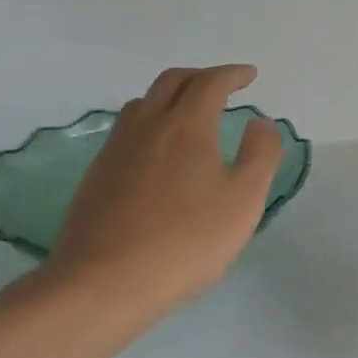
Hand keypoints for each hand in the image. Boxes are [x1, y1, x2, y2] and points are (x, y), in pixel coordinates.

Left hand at [39, 65, 283, 333]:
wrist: (104, 282)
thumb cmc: (186, 240)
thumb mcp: (244, 200)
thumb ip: (261, 154)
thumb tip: (261, 122)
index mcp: (186, 125)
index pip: (210, 83)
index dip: (233, 74)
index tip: (250, 76)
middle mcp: (147, 125)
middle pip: (172, 82)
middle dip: (201, 76)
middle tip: (223, 86)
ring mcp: (116, 149)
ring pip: (144, 103)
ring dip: (171, 96)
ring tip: (189, 114)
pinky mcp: (97, 175)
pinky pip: (127, 130)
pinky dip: (151, 122)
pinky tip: (158, 152)